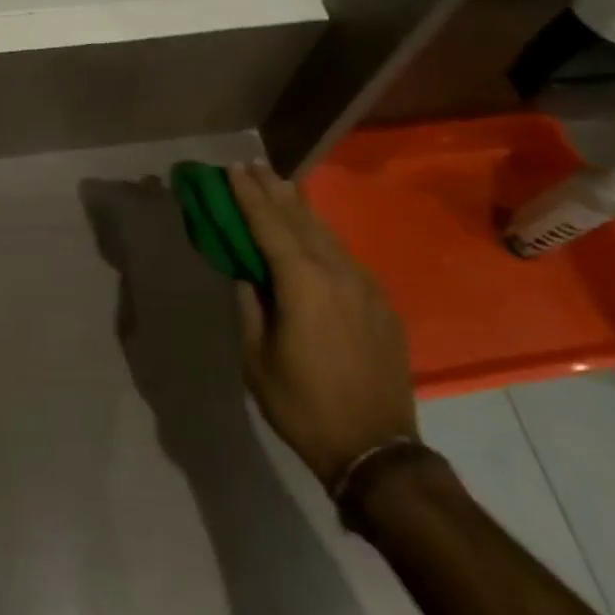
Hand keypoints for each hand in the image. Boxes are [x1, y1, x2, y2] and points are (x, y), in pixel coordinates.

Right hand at [229, 163, 416, 486]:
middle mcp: (337, 272)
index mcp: (303, 283)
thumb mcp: (256, 358)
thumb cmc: (303, 405)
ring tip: (279, 184)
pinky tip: (311, 233)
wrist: (376, 450)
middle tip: (253, 164)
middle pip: (301, 218)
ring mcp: (365, 285)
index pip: (269, 225)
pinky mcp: (380, 302)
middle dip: (274, 190)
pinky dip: (321, 235)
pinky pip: (344, 256)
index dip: (249, 195)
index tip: (233, 169)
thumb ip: (250, 305)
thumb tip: (247, 272)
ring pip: (326, 233)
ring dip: (299, 207)